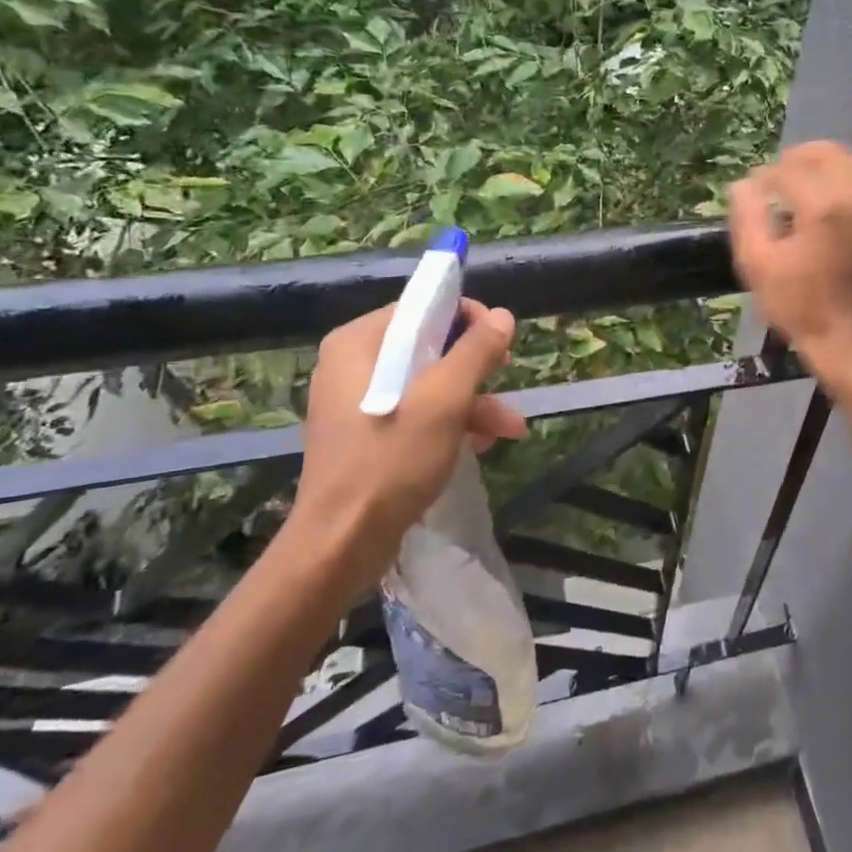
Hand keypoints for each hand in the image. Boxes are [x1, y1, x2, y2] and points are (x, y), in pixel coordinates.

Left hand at [284, 298, 525, 597]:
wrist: (341, 544)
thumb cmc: (390, 461)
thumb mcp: (444, 401)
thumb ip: (474, 352)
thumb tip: (501, 315)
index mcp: (359, 343)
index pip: (420, 307)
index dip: (466, 318)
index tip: (499, 342)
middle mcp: (354, 365)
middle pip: (428, 347)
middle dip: (476, 369)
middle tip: (508, 378)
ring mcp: (359, 403)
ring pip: (428, 385)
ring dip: (473, 403)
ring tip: (511, 430)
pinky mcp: (367, 437)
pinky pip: (417, 414)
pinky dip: (451, 425)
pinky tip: (481, 447)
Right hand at [728, 141, 851, 389]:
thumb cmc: (801, 307)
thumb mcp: (758, 266)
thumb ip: (748, 217)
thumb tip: (744, 185)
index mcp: (823, 207)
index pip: (789, 169)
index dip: (766, 176)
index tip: (754, 190)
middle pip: (828, 153)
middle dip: (798, 159)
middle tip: (779, 179)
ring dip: (830, 164)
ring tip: (810, 183)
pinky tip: (840, 199)